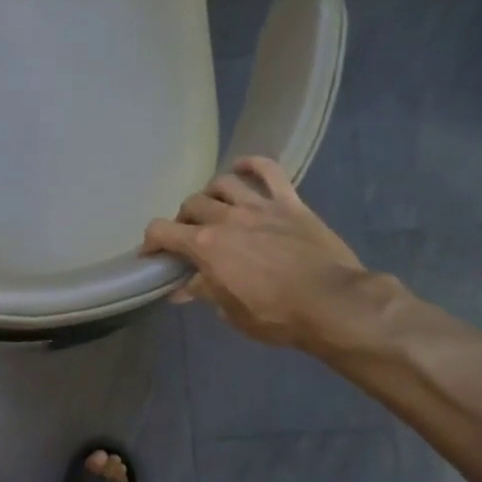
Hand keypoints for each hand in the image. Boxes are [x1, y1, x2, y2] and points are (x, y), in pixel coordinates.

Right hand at [142, 157, 379, 352]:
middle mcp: (226, 218)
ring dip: (211, 194)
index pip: (161, 231)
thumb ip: (203, 292)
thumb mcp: (230, 312)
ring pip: (223, 184)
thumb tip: (181, 289)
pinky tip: (242, 168)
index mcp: (206, 246)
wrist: (332, 304)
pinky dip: (252, 164)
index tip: (151, 254)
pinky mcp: (289, 203)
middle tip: (188, 237)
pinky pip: (269, 171)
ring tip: (213, 207)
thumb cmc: (275, 316)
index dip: (150, 241)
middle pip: (190, 205)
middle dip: (182, 220)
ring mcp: (259, 206)